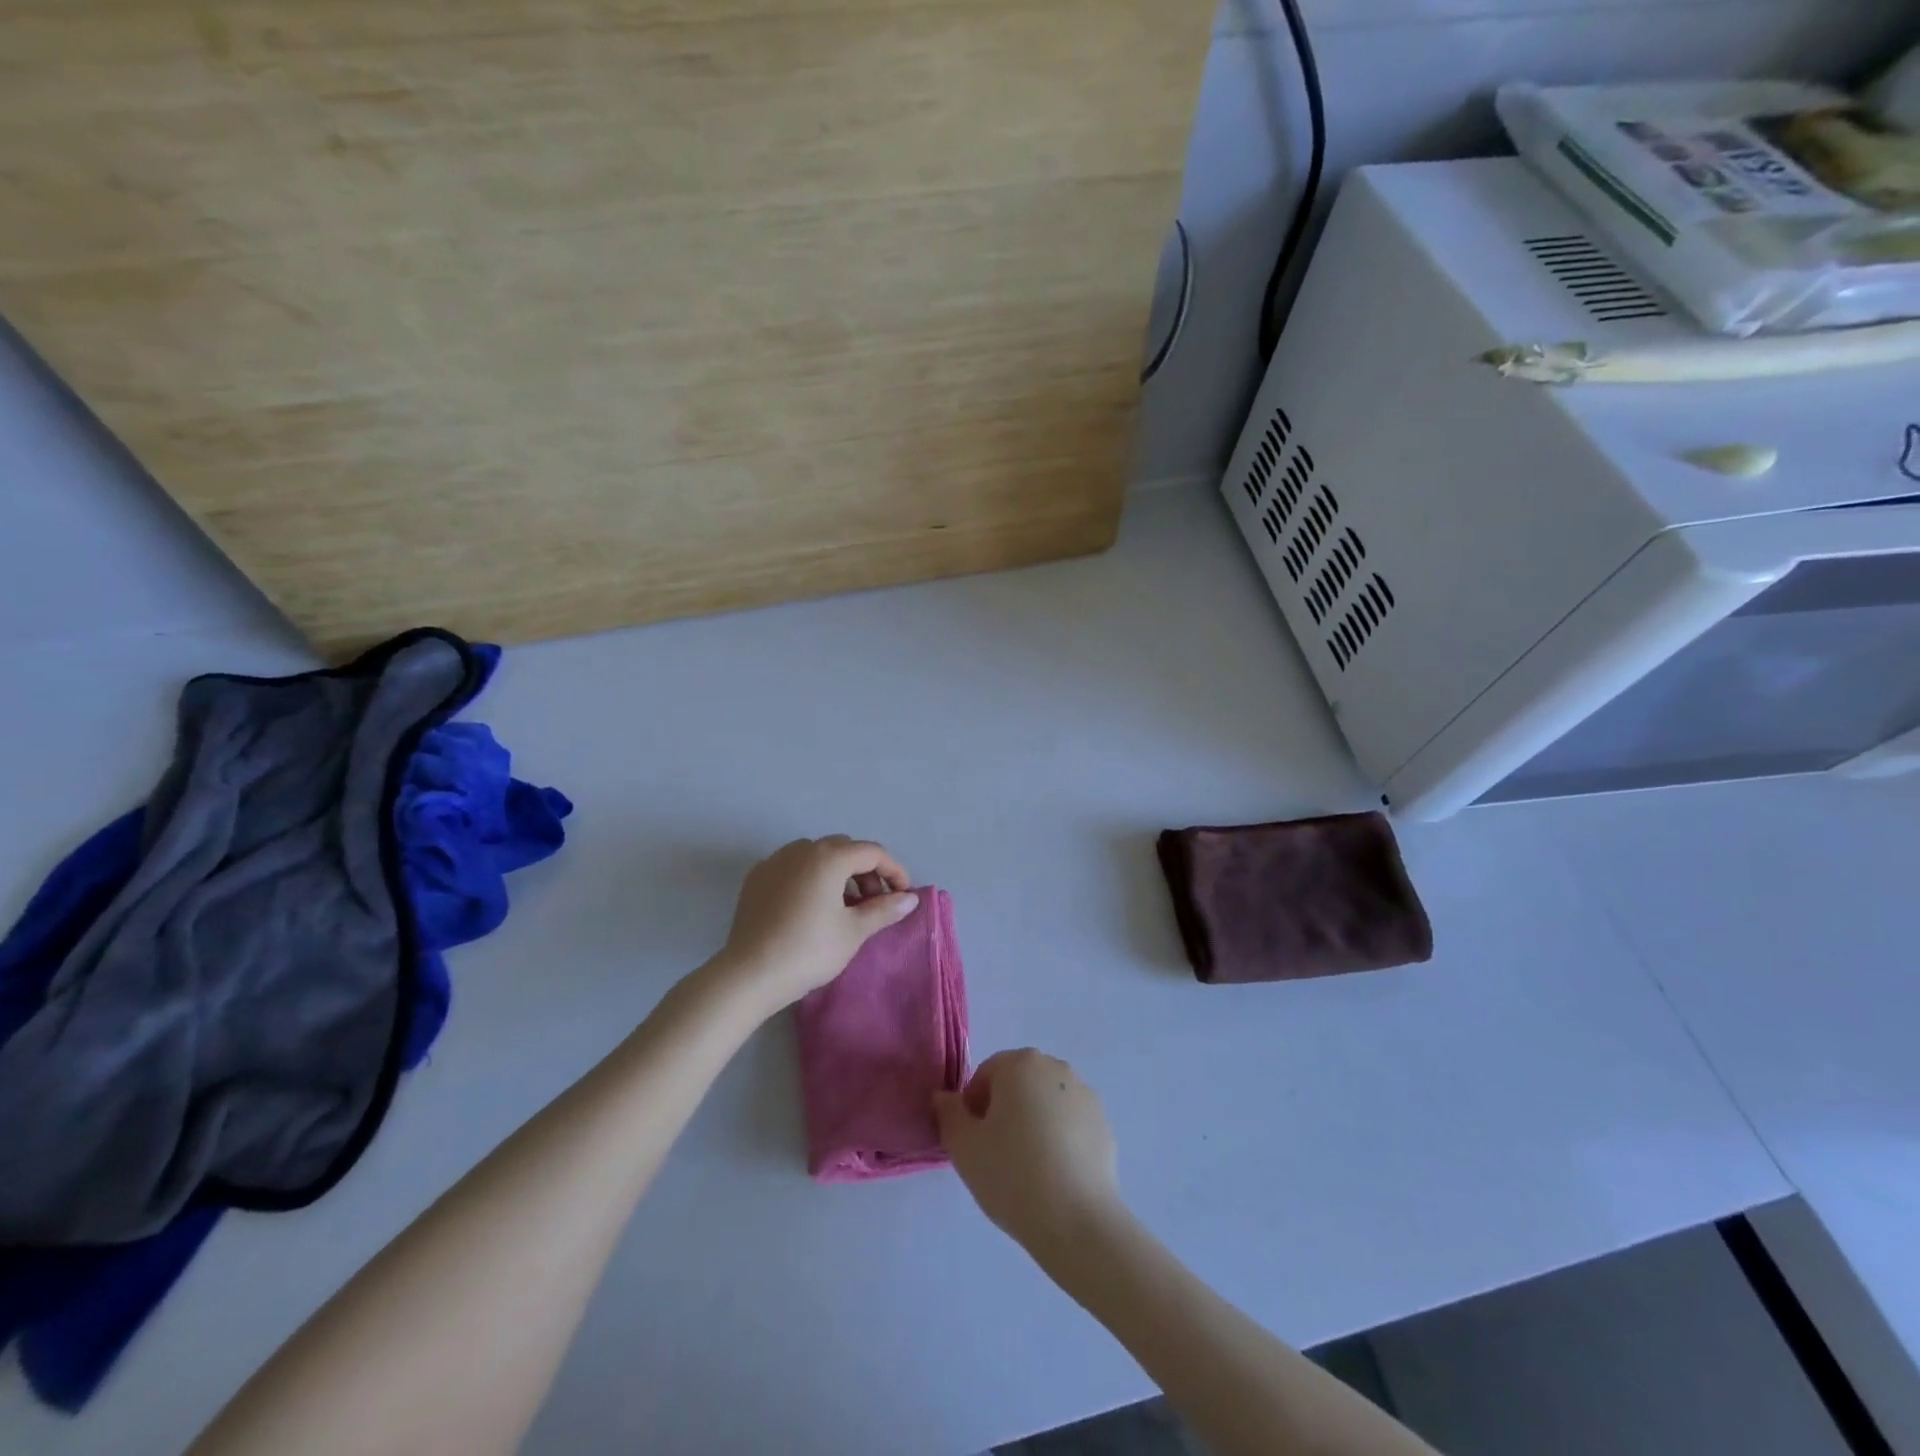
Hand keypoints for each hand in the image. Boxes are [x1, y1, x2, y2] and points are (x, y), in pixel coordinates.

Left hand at [708, 836, 917, 1015]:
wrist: (749, 974)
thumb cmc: (809, 950)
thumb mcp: (854, 931)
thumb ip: (884, 909)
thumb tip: (910, 899)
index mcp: (829, 857)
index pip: (872, 852)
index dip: (894, 871)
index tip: (904, 895)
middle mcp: (801, 849)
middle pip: (845, 849)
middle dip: (866, 872)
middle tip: (874, 903)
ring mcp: (775, 861)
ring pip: (817, 856)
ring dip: (838, 873)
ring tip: (844, 907)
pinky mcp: (756, 878)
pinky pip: (794, 867)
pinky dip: (811, 878)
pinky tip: (812, 908)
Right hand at [934, 1049, 1123, 1257]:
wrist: (1078, 1221)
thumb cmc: (1012, 1174)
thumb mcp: (963, 1147)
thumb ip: (949, 1114)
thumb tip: (945, 1097)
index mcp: (1021, 1064)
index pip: (985, 1075)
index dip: (973, 1107)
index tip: (974, 1142)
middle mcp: (1056, 1068)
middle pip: (1018, 1084)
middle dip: (1004, 1110)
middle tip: (996, 1154)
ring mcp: (1085, 1095)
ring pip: (1046, 1103)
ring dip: (1033, 1122)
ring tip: (1027, 1168)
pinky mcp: (1104, 1125)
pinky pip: (1071, 1124)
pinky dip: (1060, 1139)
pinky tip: (1054, 1175)